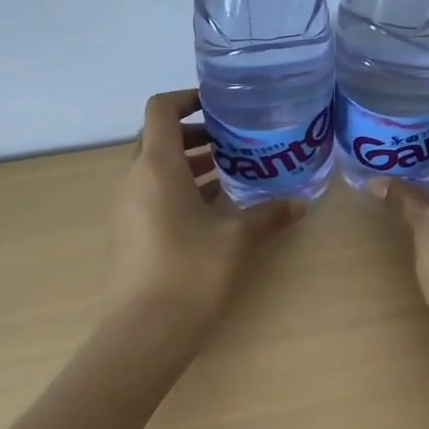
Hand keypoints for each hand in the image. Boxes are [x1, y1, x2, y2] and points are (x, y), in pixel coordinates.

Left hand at [106, 89, 305, 330]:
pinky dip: (181, 187)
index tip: (220, 105)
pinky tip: (215, 207)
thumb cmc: (190, 272)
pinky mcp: (130, 231)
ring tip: (233, 170)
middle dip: (197, 133)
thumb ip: (268, 215)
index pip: (161, 109)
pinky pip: (153, 193)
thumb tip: (301, 204)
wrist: (144, 331)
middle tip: (236, 139)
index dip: (187, 97)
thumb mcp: (236, 238)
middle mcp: (135, 178)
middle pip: (159, 136)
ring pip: (157, 167)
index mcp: (157, 166)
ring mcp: (128, 206)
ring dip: (190, 162)